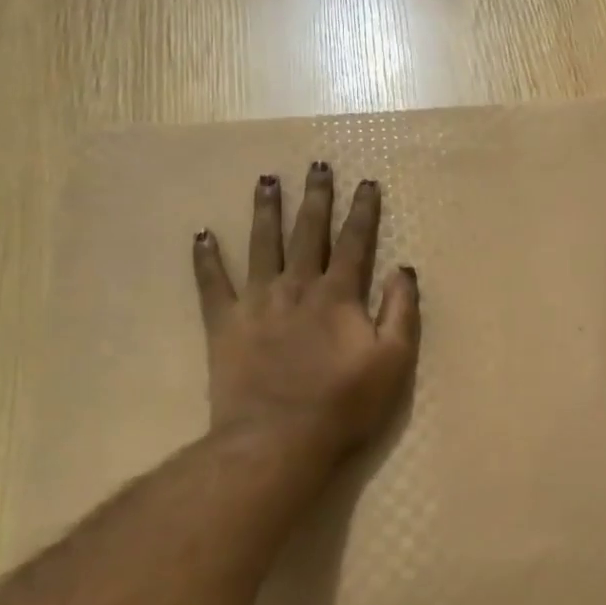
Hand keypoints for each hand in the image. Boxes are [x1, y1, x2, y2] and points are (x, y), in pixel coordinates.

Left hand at [192, 162, 420, 464]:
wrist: (277, 439)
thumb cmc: (343, 405)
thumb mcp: (393, 362)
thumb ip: (401, 312)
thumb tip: (404, 269)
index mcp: (337, 295)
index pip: (354, 242)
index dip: (362, 211)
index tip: (366, 182)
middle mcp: (297, 286)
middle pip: (307, 232)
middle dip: (315, 197)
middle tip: (316, 165)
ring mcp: (257, 302)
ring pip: (261, 245)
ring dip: (265, 211)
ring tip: (266, 180)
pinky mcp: (224, 324)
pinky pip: (212, 284)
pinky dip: (206, 259)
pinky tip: (201, 234)